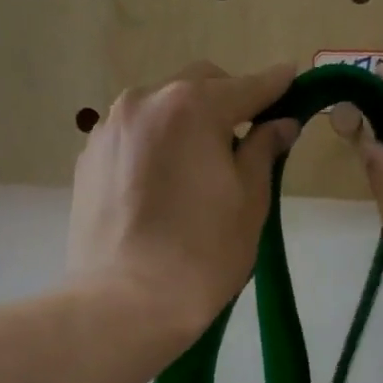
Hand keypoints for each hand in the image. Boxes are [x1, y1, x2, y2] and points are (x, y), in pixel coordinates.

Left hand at [68, 61, 298, 350]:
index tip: (294, 80)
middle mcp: (144, 102)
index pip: (247, 87)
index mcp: (192, 107)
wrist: (125, 302)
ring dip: (187, 122)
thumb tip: (281, 123)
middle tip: (247, 137)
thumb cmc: (203, 254)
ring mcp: (110, 129)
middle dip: (228, 101)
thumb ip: (264, 150)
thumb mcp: (250, 201)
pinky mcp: (88, 158)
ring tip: (200, 165)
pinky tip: (165, 184)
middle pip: (198, 86)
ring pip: (161, 108)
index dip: (275, 85)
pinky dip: (157, 144)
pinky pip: (134, 136)